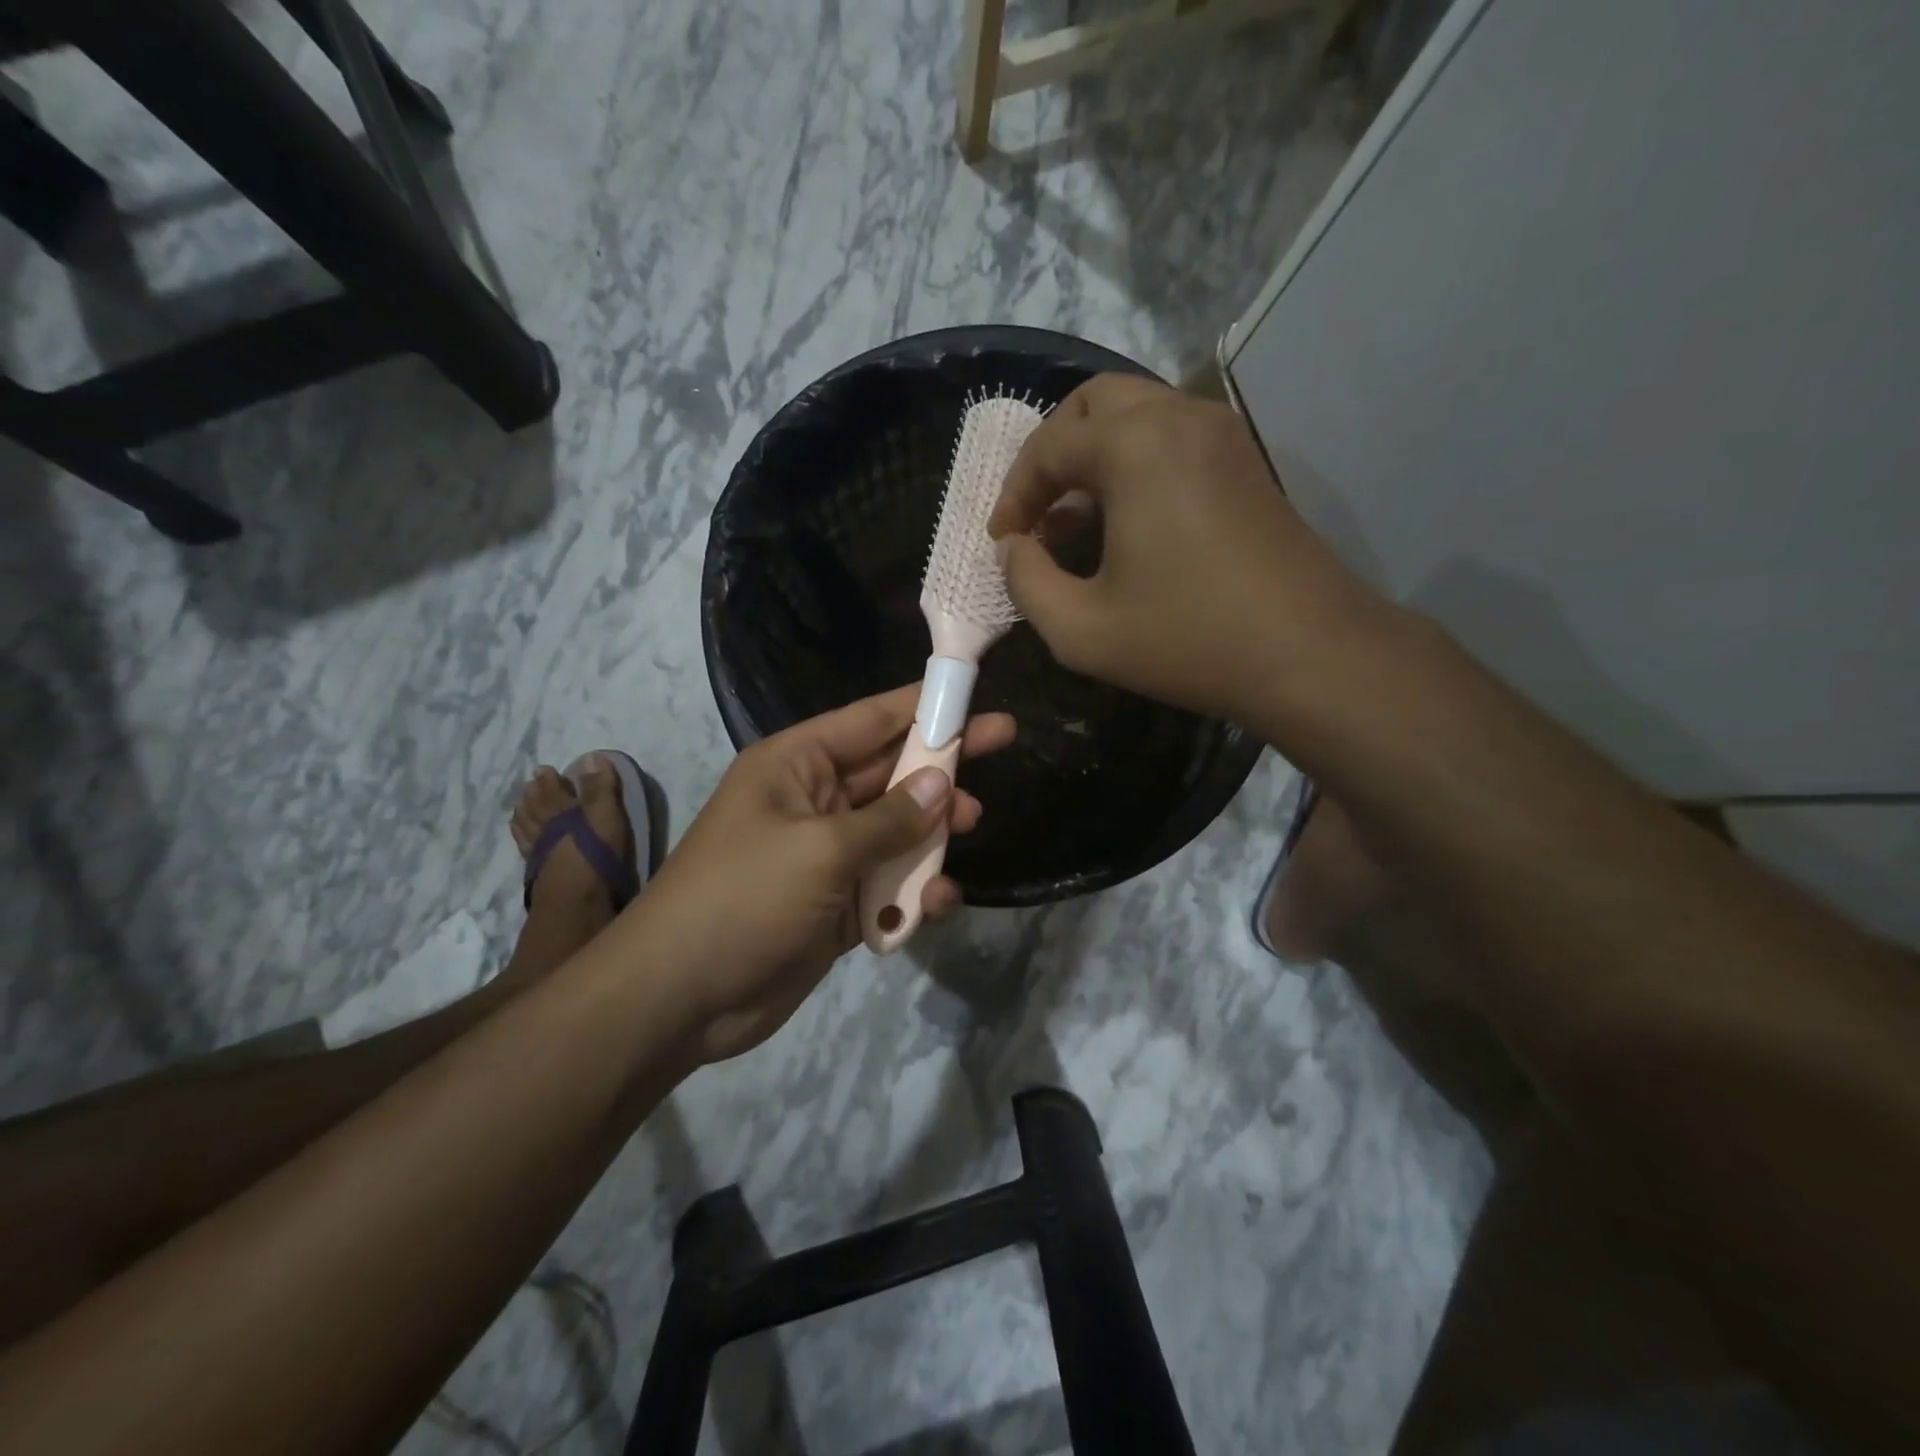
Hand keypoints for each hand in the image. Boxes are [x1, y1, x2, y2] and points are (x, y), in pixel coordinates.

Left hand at [634, 687, 1014, 1063]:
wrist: (681, 999)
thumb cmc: (744, 898)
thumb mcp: (821, 850)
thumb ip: (889, 818)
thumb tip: (942, 785)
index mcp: (796, 765)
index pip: (870, 720)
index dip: (923, 704)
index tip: (974, 693)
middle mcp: (814, 801)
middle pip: (891, 770)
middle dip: (942, 762)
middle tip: (1004, 743)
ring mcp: (827, 855)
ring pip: (897, 828)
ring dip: (934, 829)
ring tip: (972, 824)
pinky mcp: (838, 905)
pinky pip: (889, 884)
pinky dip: (915, 890)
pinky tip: (937, 903)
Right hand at [988, 374, 1373, 723]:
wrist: (1310, 654)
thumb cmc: (1188, 639)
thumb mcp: (1081, 629)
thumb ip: (1025, 582)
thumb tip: (1013, 549)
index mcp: (1134, 446)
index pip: (1048, 446)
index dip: (1013, 494)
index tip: (1003, 542)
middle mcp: (1179, 417)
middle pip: (1092, 403)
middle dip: (1051, 454)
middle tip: (1036, 512)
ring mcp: (1221, 434)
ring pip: (1135, 415)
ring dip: (1093, 457)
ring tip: (1077, 524)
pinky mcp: (1245, 461)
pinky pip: (1171, 438)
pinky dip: (1134, 464)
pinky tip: (1128, 525)